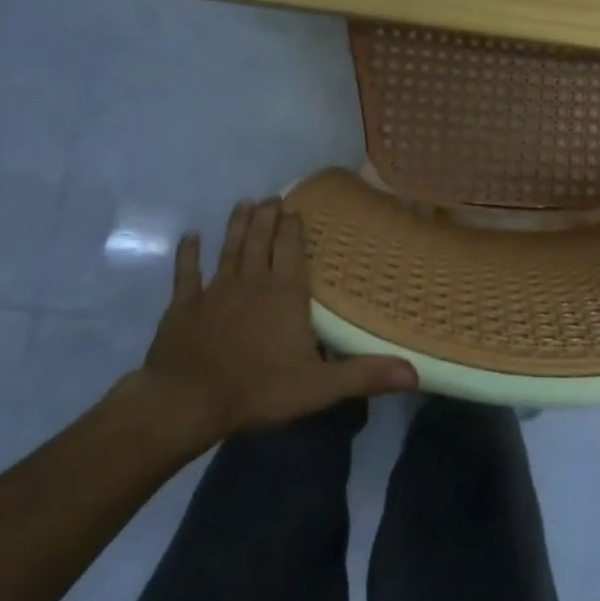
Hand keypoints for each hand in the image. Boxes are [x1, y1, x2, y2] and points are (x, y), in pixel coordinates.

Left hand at [130, 198, 417, 440]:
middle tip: (271, 198)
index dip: (292, 227)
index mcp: (285, 293)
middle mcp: (252, 281)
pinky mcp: (184, 305)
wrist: (187, 402)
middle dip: (267, 216)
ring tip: (244, 203)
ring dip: (237, 225)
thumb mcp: (319, 387)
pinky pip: (187, 273)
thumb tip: (415, 373)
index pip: (291, 249)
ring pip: (229, 248)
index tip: (294, 208)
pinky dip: (188, 253)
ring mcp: (215, 290)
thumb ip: (364, 375)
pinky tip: (190, 237)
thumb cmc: (258, 390)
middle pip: (261, 240)